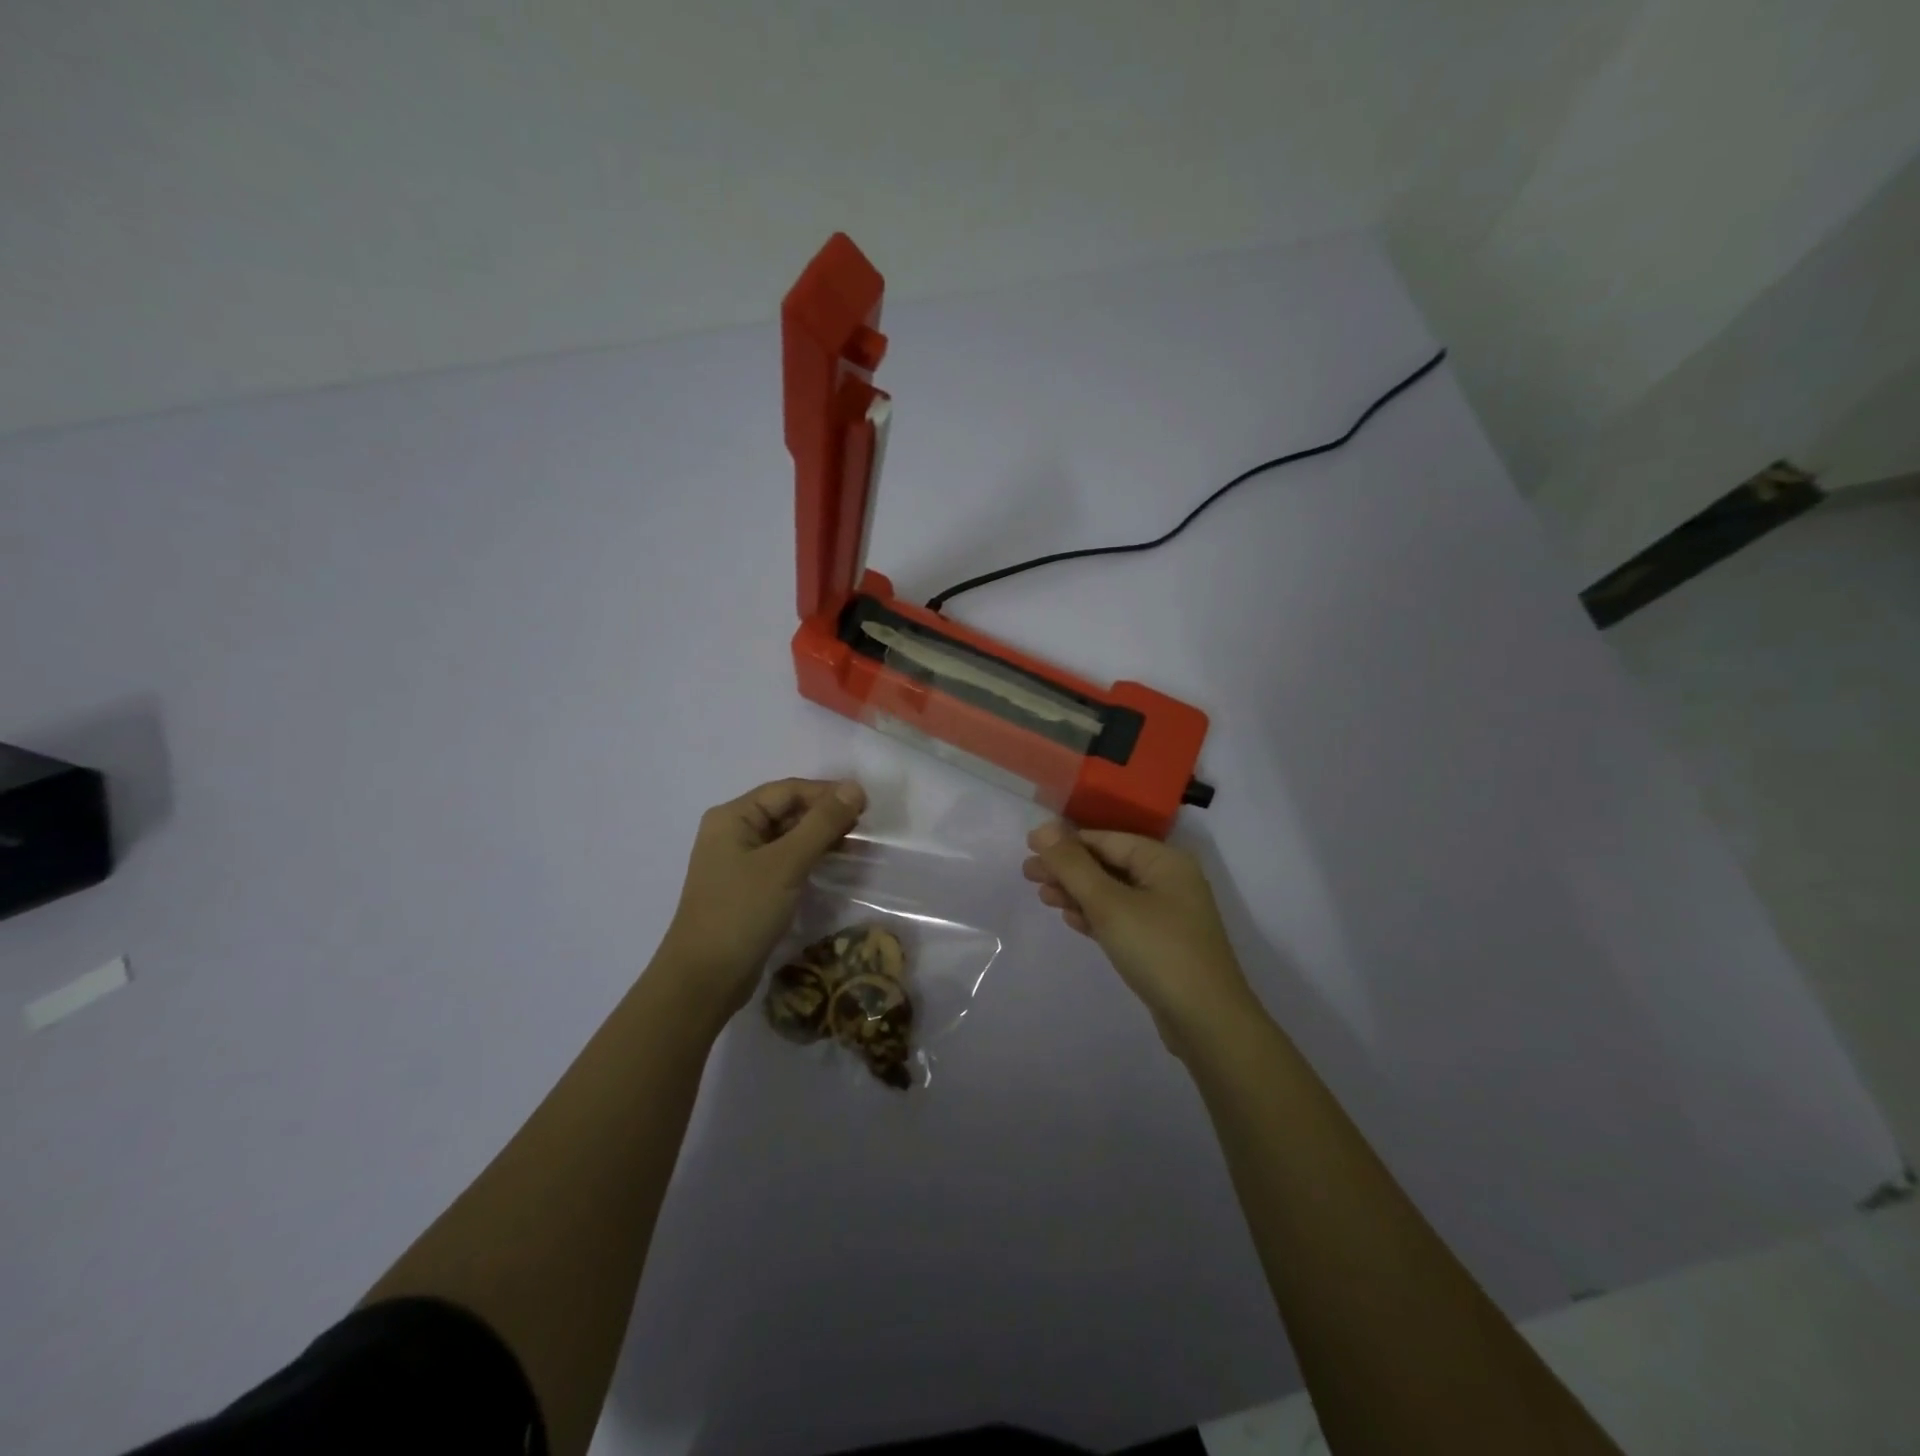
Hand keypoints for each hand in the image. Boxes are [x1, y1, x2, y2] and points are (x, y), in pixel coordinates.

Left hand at [656, 778, 866, 1022]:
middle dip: (825, 815)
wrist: (704, 980)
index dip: (826, 793)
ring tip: (858, 846)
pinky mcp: (750, 888)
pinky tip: (836, 866)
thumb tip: (854, 787)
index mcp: (733, 817)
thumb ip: (822, 823)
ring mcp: (740, 862)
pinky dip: (810, 859)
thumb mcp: (786, 864)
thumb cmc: (742, 912)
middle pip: (787, 811)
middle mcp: (733, 832)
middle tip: (866, 828)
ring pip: (789, 837)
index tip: (866, 805)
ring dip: (821, 838)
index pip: (787, 790)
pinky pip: (785, 861)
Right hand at [1024, 822, 1257, 1053]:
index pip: (1106, 839)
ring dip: (1078, 893)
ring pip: (1113, 893)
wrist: (1207, 1022)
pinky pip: (1122, 918)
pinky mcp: (1162, 943)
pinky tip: (1071, 919)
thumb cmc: (1157, 950)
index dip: (1066, 842)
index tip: (1029, 849)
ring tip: (1043, 897)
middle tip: (1027, 875)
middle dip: (1068, 869)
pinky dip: (1096, 916)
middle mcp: (1169, 880)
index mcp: (1164, 860)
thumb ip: (1073, 865)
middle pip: (1109, 864)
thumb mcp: (1109, 904)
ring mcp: (1168, 914)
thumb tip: (1041, 828)